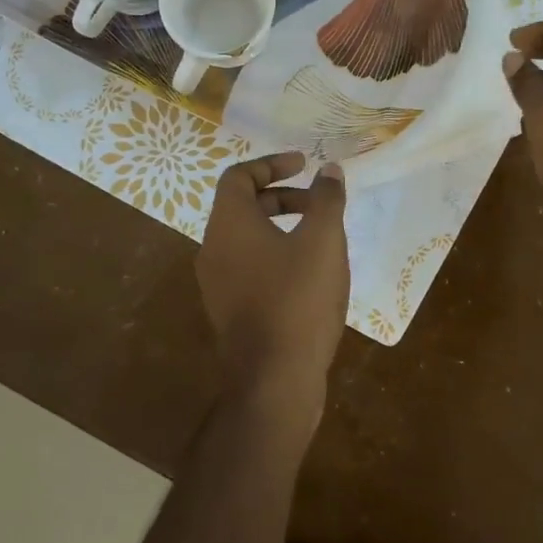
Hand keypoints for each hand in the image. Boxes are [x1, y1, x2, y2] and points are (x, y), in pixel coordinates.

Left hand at [196, 151, 349, 431]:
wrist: (274, 379)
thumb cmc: (298, 299)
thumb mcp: (323, 241)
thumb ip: (326, 199)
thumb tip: (328, 170)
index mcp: (229, 225)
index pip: (239, 176)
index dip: (272, 164)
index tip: (304, 165)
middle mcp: (213, 249)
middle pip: (243, 206)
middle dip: (283, 196)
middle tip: (319, 203)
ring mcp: (217, 283)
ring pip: (247, 239)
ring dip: (281, 227)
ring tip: (320, 238)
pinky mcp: (229, 310)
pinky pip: (249, 267)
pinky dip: (275, 255)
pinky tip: (309, 276)